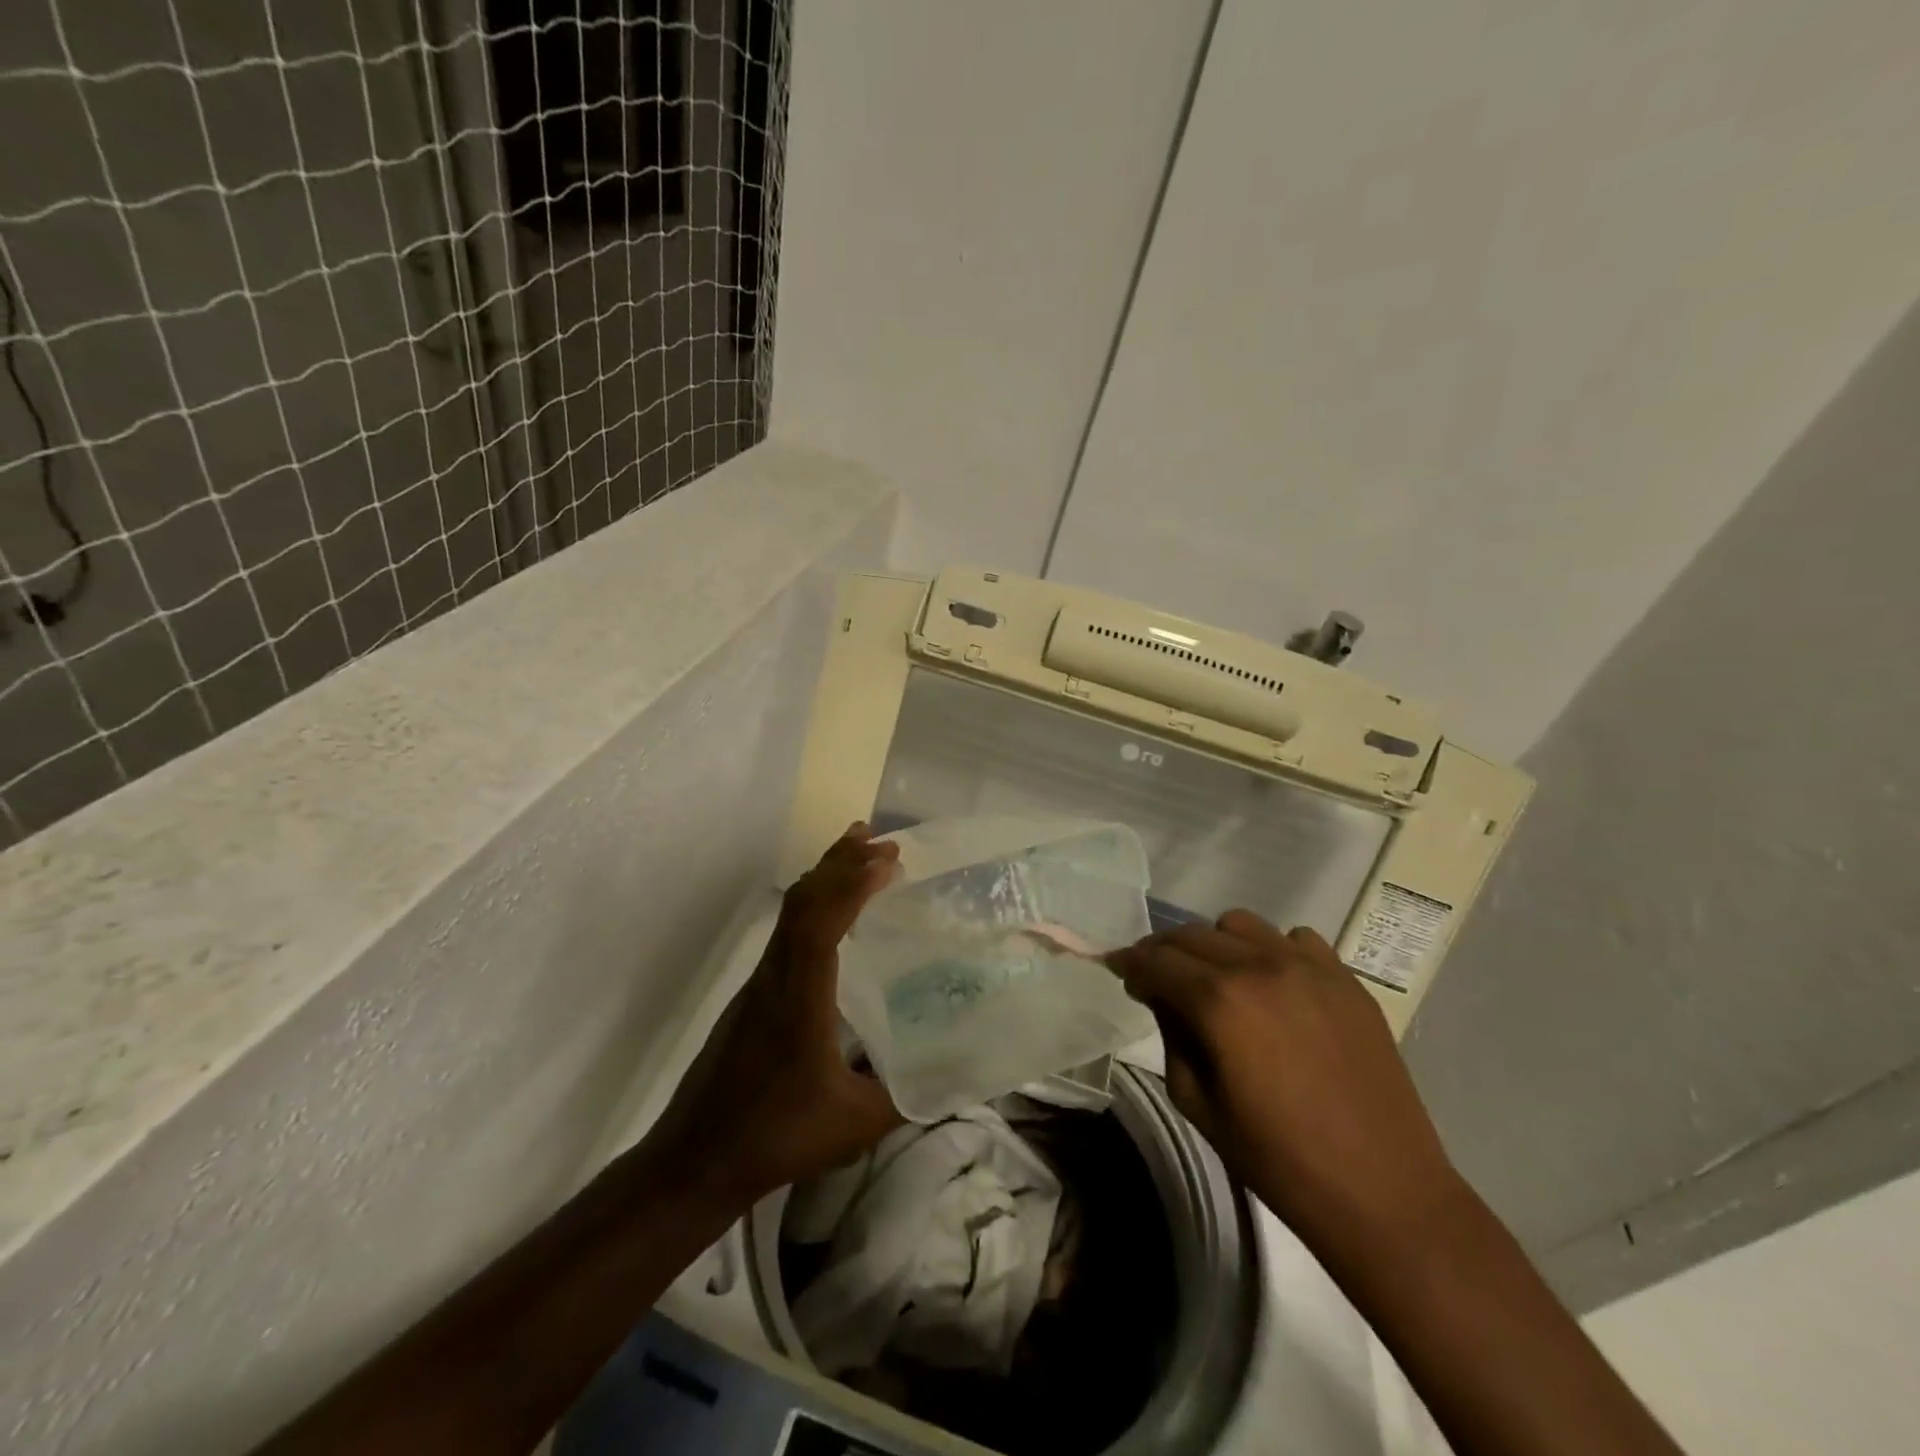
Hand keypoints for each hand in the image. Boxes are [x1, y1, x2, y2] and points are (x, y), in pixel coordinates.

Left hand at [652, 826, 904, 1210]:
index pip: (820, 922)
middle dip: (841, 863)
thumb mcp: (855, 1124)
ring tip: (859, 856)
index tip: (887, 858)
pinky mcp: (753, 996)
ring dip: (826, 879)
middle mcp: (775, 977)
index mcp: (799, 998)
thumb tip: (956, 1075)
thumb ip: (906, 1095)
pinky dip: (814, 905)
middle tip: (881, 840)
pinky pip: (786, 932)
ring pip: (791, 913)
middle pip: (803, 902)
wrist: (694, 1160)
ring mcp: (759, 984)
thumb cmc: (776, 1137)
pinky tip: (833, 916)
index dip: (852, 884)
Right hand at [1108, 912, 1460, 1243]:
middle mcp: (1260, 966)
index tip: (1120, 971)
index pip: (1156, 960)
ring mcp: (1309, 966)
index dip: (1129, 964)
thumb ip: (1171, 1036)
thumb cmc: (1277, 1159)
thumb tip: (1163, 998)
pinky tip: (1274, 988)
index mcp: (1219, 1001)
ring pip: (1239, 925)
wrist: (1382, 1191)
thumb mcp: (1197, 1103)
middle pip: (1191, 934)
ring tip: (1218, 979)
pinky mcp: (1345, 978)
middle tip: (1158, 979)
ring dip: (1215, 945)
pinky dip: (1271, 952)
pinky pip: (1294, 939)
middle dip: (1164, 952)